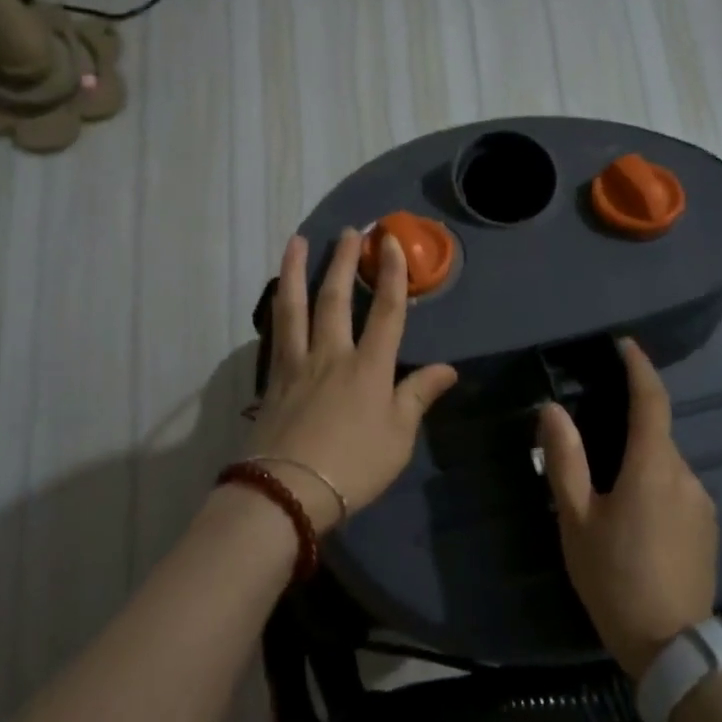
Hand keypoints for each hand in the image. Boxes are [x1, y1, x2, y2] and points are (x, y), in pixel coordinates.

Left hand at [248, 229, 458, 532]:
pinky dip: (279, 307)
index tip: (391, 242)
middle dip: (345, 261)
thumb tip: (448, 369)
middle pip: (337, 298)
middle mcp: (332, 355)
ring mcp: (298, 364)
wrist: (289, 490)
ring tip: (297, 241)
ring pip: (296, 306)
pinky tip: (278, 295)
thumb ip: (418, 396)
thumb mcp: (398, 437)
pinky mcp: (273, 378)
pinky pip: (277, 332)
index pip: (388, 311)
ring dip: (298, 270)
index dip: (393, 274)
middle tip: (350, 231)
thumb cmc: (354, 466)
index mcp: (369, 368)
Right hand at [537, 338, 716, 677]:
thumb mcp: (576, 519)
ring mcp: (702, 501)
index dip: (639, 367)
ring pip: (665, 463)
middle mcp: (685, 474)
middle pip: (656, 432)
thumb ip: (564, 460)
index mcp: (652, 467)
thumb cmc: (613, 577)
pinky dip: (654, 483)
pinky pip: (677, 488)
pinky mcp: (708, 526)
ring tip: (606, 487)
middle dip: (629, 421)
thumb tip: (553, 410)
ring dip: (639, 460)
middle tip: (591, 432)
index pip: (651, 400)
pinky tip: (632, 516)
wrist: (671, 646)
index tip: (624, 344)